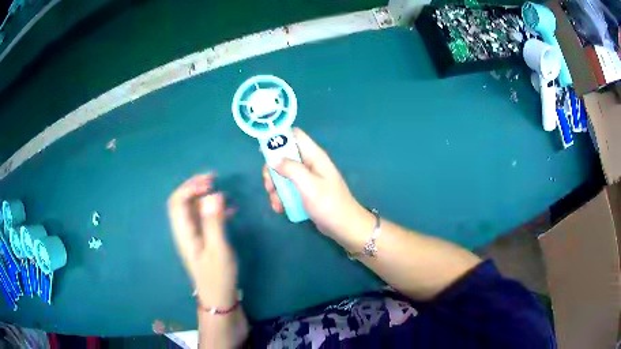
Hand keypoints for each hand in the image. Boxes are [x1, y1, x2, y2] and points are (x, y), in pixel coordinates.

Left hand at [167, 174, 237, 307]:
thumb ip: (214, 222)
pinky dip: (212, 209)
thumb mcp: (218, 249)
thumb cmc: (218, 276)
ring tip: (220, 189)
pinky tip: (229, 210)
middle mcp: (184, 231)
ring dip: (203, 196)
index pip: (177, 202)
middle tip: (213, 178)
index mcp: (183, 232)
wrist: (219, 298)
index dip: (190, 187)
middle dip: (194, 187)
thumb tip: (213, 195)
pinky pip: (203, 218)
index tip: (210, 182)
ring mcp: (193, 236)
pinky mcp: (202, 240)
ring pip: (192, 209)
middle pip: (181, 202)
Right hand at [262, 128, 366, 238]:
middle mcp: (309, 163)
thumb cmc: (328, 204)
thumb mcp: (308, 185)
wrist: (343, 227)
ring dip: (275, 188)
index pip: (295, 135)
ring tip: (276, 202)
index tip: (263, 152)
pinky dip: (281, 197)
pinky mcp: (304, 191)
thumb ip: (291, 169)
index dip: (278, 138)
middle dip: (272, 170)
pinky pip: (287, 188)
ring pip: (283, 174)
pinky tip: (281, 208)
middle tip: (269, 185)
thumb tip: (273, 159)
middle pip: (283, 157)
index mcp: (314, 156)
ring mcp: (306, 178)